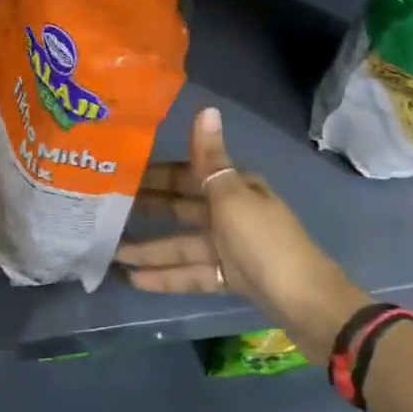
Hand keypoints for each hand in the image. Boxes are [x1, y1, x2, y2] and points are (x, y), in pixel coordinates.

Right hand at [118, 107, 368, 363]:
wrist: (306, 303)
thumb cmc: (265, 242)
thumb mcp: (233, 197)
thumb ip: (210, 158)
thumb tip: (206, 108)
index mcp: (236, 187)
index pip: (188, 174)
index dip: (157, 174)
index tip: (122, 174)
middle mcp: (232, 212)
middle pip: (183, 208)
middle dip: (148, 209)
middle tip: (106, 210)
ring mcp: (231, 248)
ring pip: (183, 244)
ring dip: (150, 249)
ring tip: (112, 251)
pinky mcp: (231, 279)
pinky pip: (192, 273)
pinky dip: (167, 276)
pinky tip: (134, 280)